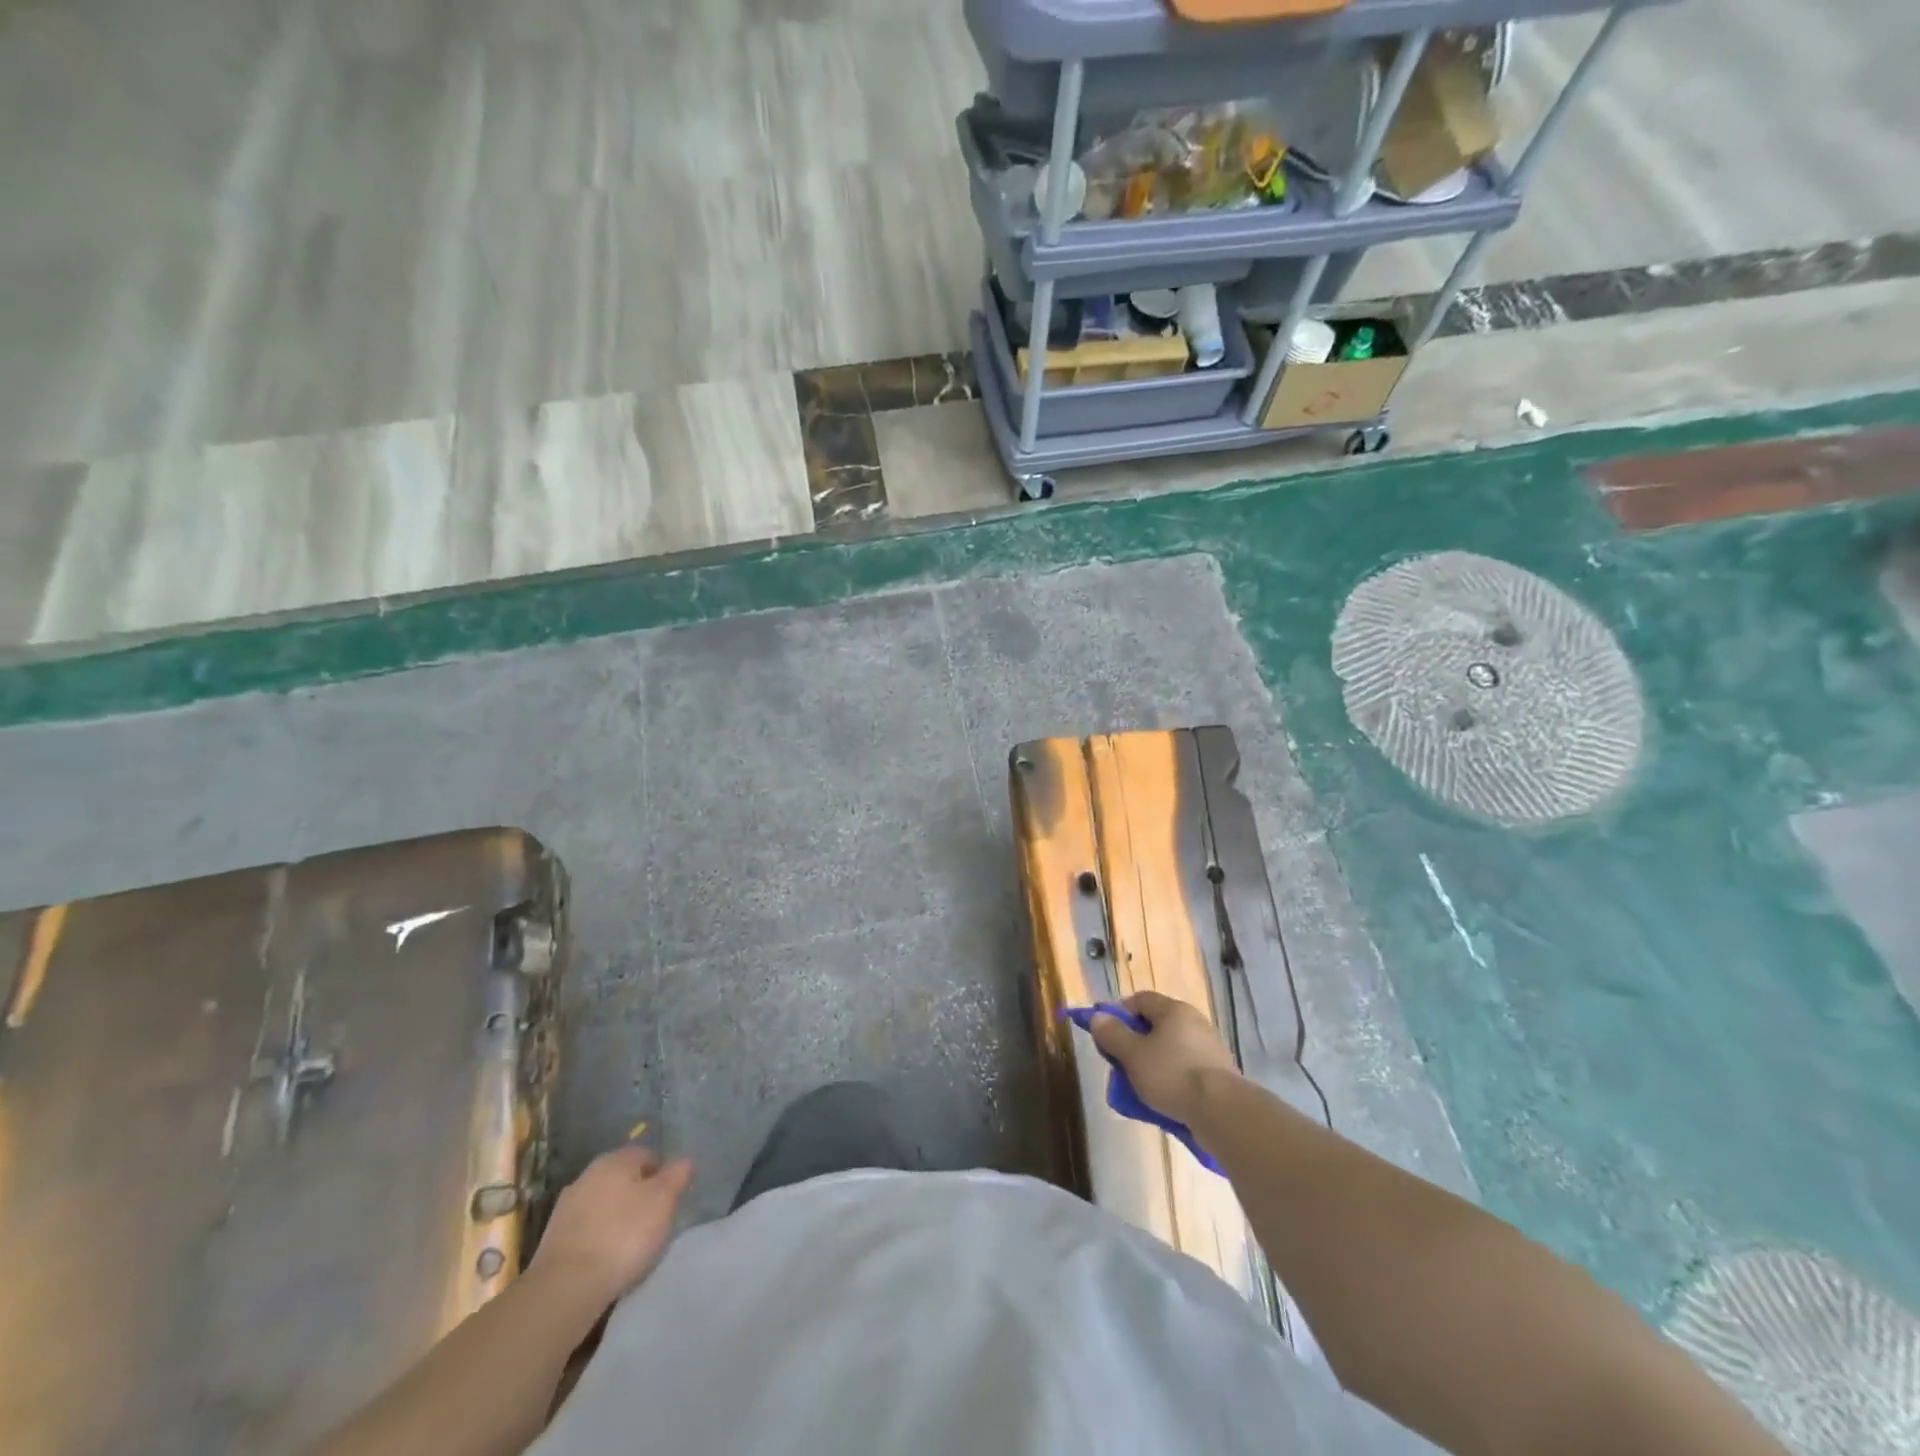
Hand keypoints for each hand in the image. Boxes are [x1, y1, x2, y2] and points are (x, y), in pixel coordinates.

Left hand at [532, 1144, 692, 1308]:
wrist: (565, 1288)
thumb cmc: (623, 1235)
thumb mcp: (663, 1201)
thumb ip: (677, 1175)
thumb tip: (684, 1160)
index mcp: (615, 1159)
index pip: (648, 1155)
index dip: (663, 1175)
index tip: (671, 1200)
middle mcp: (588, 1174)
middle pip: (623, 1179)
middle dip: (639, 1195)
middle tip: (654, 1222)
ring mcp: (566, 1207)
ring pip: (603, 1204)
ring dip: (616, 1217)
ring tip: (630, 1245)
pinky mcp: (552, 1239)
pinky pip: (587, 1229)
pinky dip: (598, 1238)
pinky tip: (606, 1260)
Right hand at [1090, 990, 1240, 1126]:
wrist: (1222, 1111)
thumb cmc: (1172, 1075)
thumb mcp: (1133, 1055)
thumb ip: (1112, 1034)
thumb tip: (1098, 1017)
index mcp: (1173, 1010)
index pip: (1140, 1000)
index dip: (1119, 1013)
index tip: (1107, 1035)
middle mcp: (1193, 1021)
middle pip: (1156, 1024)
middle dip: (1135, 1041)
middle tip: (1122, 1063)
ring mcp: (1209, 1046)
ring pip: (1170, 1048)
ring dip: (1153, 1062)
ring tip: (1141, 1086)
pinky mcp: (1218, 1072)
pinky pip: (1185, 1067)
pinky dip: (1172, 1077)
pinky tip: (1165, 1098)